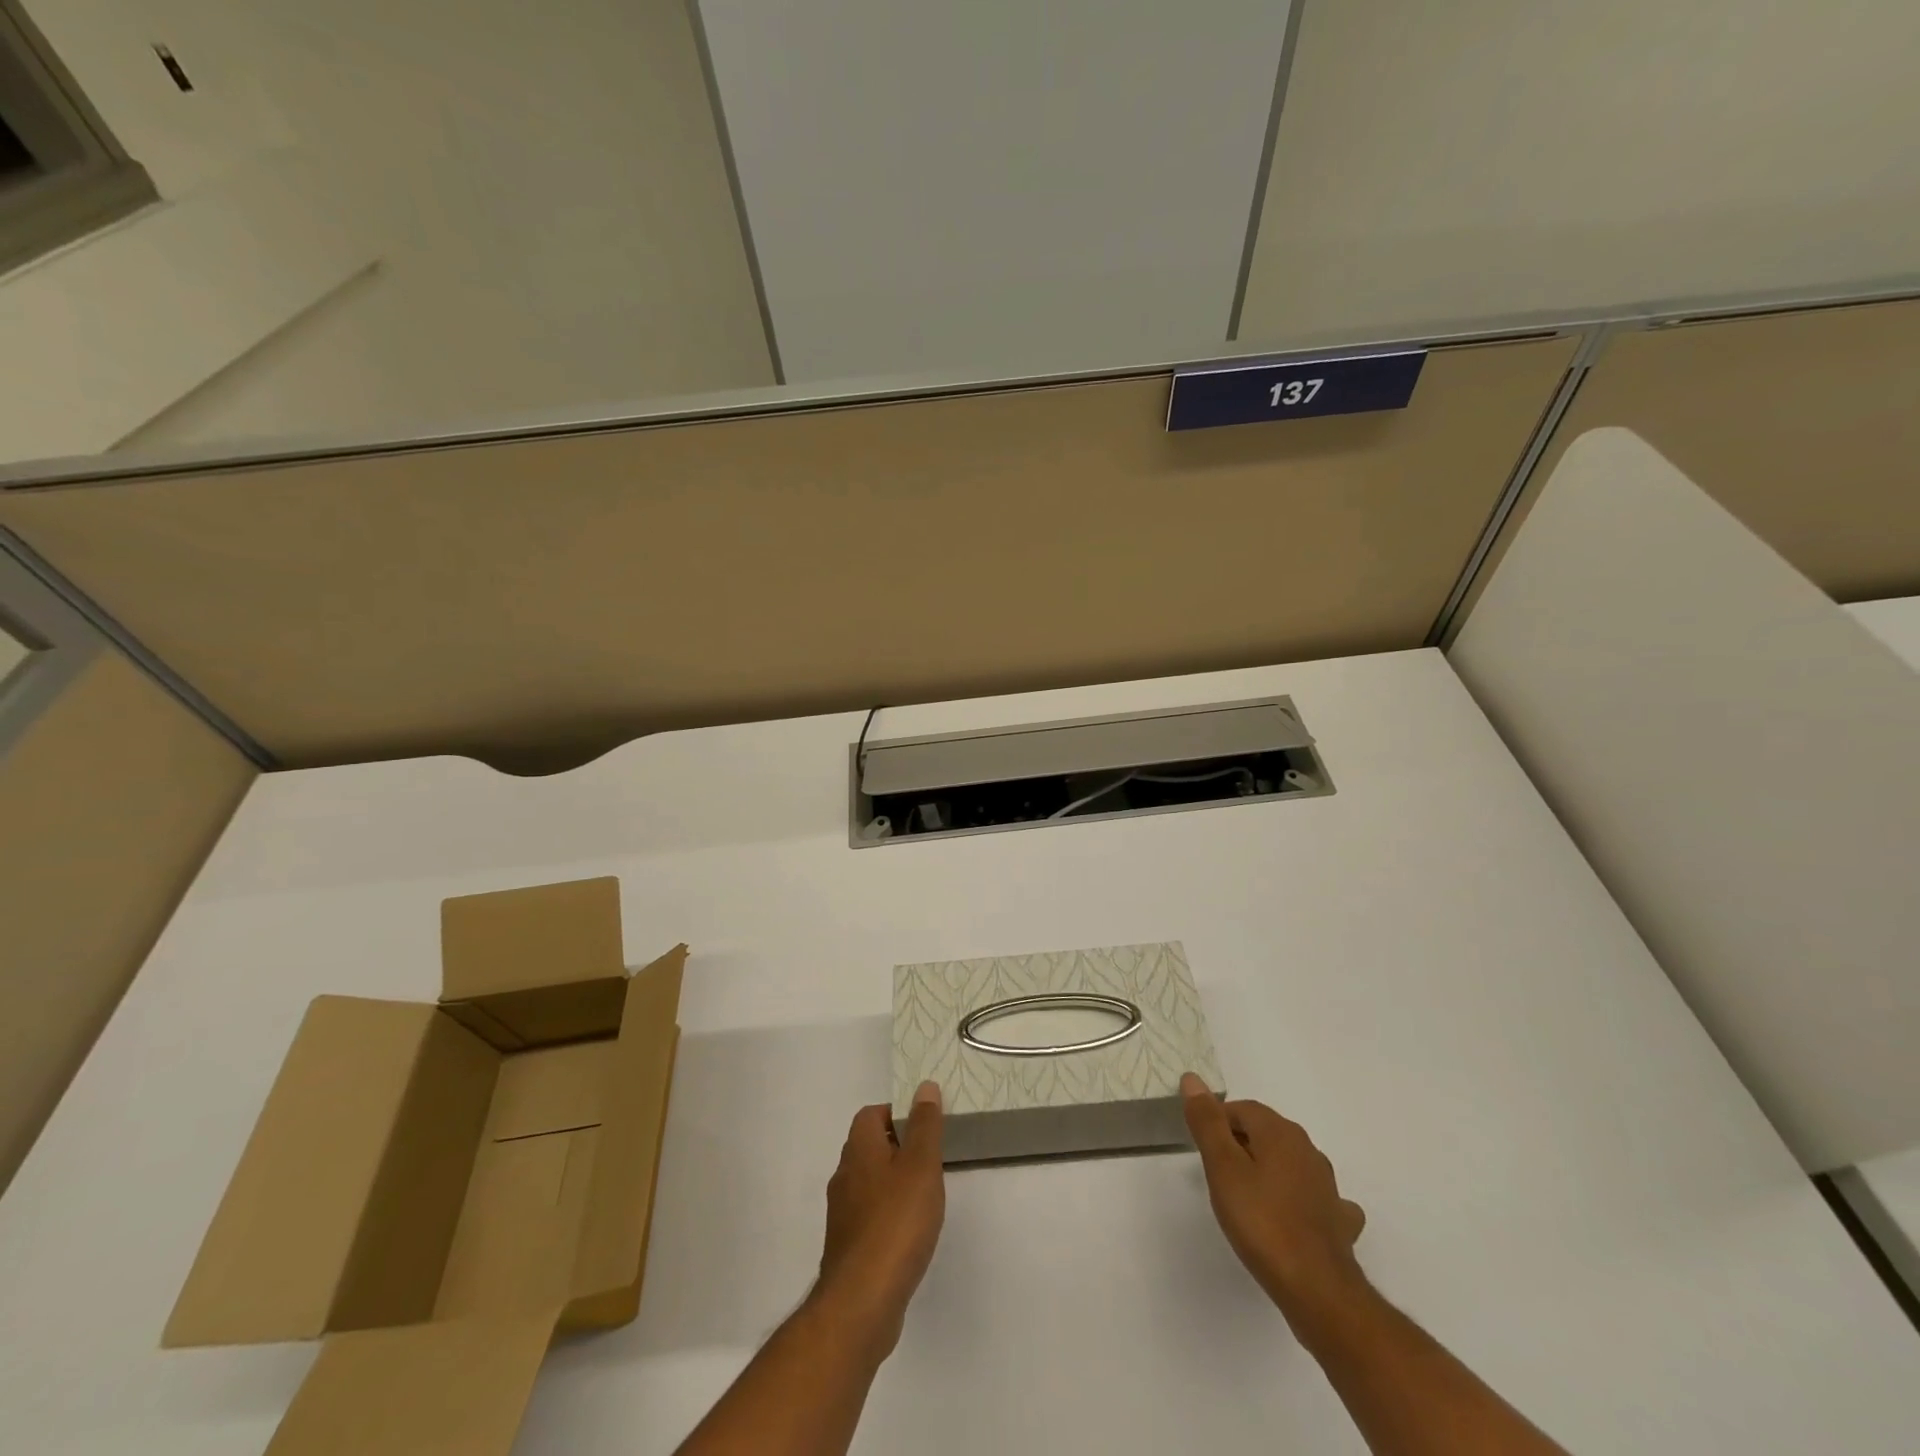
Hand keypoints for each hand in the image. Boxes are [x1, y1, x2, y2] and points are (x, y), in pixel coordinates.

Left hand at [810, 1081, 945, 1359]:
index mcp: (859, 1149)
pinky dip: (888, 1214)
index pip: (871, 1114)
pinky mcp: (848, 1246)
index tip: (925, 1126)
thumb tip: (924, 1086)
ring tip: (925, 1194)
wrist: (862, 1301)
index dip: (897, 1113)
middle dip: (898, 1147)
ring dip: (894, 1182)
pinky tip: (910, 1232)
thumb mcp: (921, 1165)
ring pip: (869, 1182)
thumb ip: (925, 1125)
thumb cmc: (896, 1222)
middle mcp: (844, 1175)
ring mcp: (843, 1213)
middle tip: (931, 1159)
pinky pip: (869, 1215)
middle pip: (869, 1146)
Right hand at [1181, 1072, 1367, 1322]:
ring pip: (1290, 1163)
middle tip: (1218, 1174)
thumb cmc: (1262, 1222)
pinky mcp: (1338, 1220)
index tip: (1204, 1151)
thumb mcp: (1222, 1168)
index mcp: (1281, 1132)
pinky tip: (1292, 1217)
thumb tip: (1193, 1079)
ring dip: (1269, 1170)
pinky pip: (1314, 1197)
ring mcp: (1328, 1186)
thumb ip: (1207, 1122)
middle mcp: (1308, 1150)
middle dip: (1241, 1145)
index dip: (1218, 1123)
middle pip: (1266, 1133)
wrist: (1318, 1290)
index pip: (1242, 1109)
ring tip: (1247, 1196)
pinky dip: (1299, 1199)